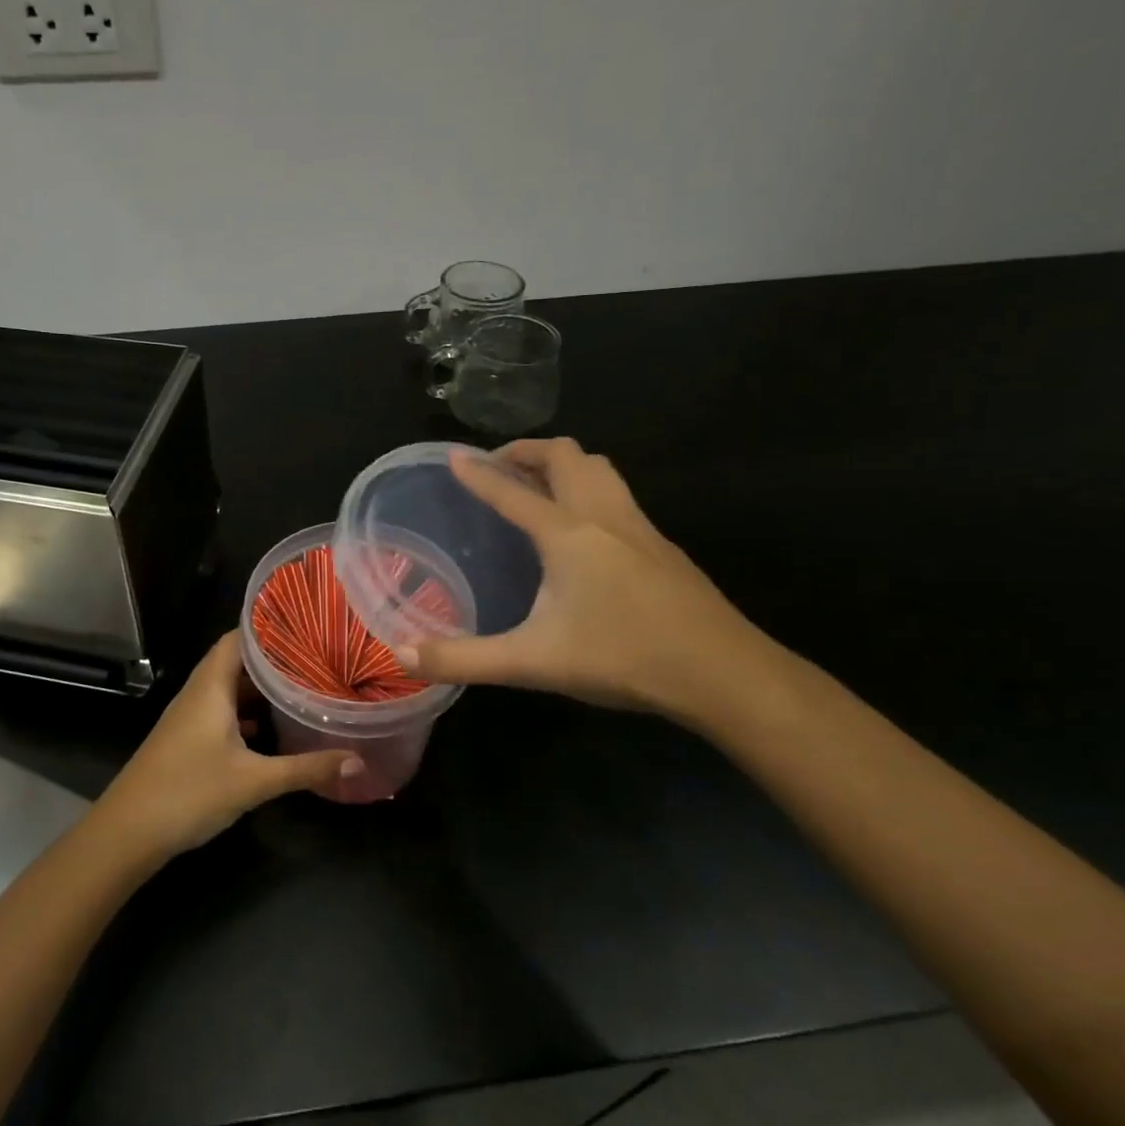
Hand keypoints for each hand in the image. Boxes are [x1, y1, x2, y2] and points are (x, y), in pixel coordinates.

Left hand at [94, 633, 362, 859]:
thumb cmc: (189, 792)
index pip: (240, 637)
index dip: (271, 629)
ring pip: (229, 688)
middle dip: (274, 659)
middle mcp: (199, 691)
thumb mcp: (254, 781)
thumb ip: (305, 769)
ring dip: (260, 688)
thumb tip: (357, 760)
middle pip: (237, 660)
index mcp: (211, 686)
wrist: (127, 832)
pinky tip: (270, 730)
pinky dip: (246, 713)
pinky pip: (221, 710)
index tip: (308, 627)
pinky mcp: (187, 738)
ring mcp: (190, 715)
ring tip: (301, 687)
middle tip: (315, 658)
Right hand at [399, 438, 773, 724]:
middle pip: (565, 456)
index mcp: (567, 534)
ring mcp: (639, 527)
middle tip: (497, 467)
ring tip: (537, 485)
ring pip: (599, 468)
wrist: (723, 673)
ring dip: (563, 463)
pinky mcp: (661, 546)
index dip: (478, 473)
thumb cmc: (622, 657)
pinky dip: (589, 487)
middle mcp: (603, 516)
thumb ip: (464, 659)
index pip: (511, 492)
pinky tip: (584, 528)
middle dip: (526, 452)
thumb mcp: (532, 662)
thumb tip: (401, 656)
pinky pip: (617, 494)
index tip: (452, 456)